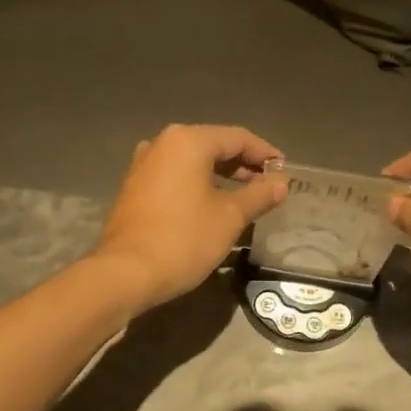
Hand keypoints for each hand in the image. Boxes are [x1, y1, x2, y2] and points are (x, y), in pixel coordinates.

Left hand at [93, 125, 286, 311]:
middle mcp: (162, 144)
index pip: (237, 138)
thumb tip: (280, 184)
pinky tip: (213, 204)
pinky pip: (175, 176)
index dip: (264, 153)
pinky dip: (198, 185)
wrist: (125, 273)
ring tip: (246, 196)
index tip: (284, 171)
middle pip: (213, 146)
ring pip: (192, 162)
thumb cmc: (183, 239)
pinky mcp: (134, 188)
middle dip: (243, 164)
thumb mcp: (230, 217)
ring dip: (221, 175)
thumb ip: (258, 195)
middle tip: (268, 185)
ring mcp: (144, 165)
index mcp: (188, 141)